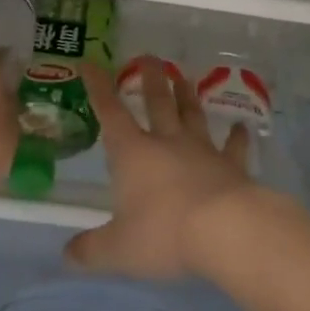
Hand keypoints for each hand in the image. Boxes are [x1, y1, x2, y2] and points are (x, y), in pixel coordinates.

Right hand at [65, 57, 256, 278]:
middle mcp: (167, 142)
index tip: (90, 62)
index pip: (110, 112)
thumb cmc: (164, 233)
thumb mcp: (118, 249)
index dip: (98, 87)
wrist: (226, 230)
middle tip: (148, 57)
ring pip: (192, 115)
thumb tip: (67, 254)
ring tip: (184, 77)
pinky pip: (234, 147)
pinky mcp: (232, 167)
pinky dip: (237, 137)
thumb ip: (91, 250)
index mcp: (134, 153)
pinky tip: (242, 127)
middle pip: (157, 102)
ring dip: (187, 96)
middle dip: (150, 79)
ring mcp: (202, 150)